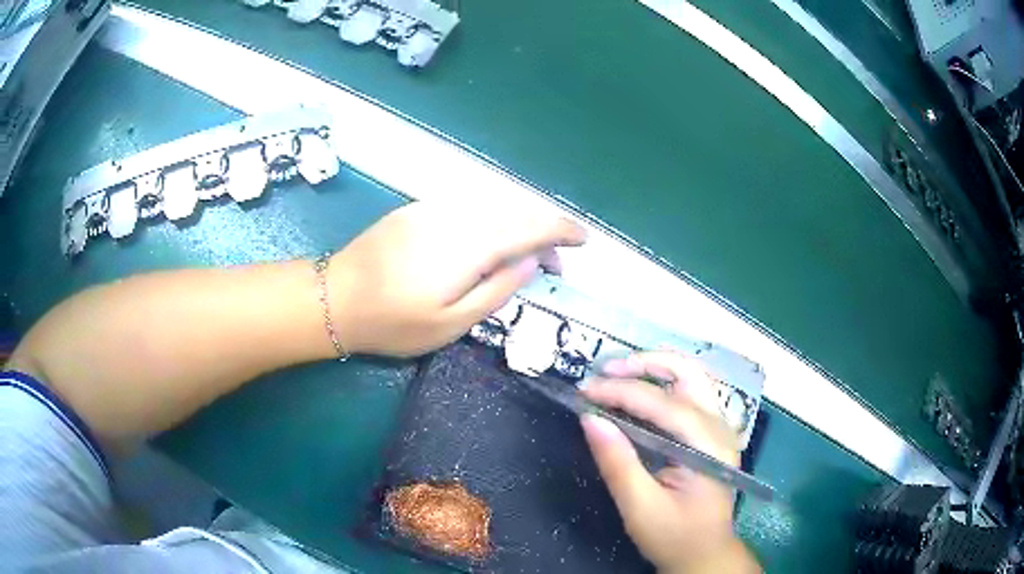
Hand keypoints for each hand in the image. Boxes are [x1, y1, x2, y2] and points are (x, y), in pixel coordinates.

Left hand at [328, 200, 586, 356]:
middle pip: (514, 212)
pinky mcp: (417, 210)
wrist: (335, 297)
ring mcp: (434, 208)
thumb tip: (531, 264)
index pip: (529, 227)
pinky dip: (492, 221)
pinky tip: (490, 244)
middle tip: (554, 264)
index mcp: (468, 246)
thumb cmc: (393, 322)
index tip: (583, 241)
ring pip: (493, 206)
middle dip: (543, 233)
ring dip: (518, 227)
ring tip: (525, 258)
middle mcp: (456, 216)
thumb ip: (497, 291)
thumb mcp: (451, 324)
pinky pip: (469, 207)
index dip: (561, 231)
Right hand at [581, 352, 760, 573]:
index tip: (583, 391)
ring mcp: (720, 428)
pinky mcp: (711, 434)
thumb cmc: (674, 536)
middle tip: (605, 371)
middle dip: (645, 364)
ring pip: (692, 377)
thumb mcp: (640, 507)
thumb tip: (590, 418)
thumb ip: (617, 462)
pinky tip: (639, 391)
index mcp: (707, 446)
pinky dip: (663, 383)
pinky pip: (690, 394)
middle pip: (688, 373)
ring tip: (619, 373)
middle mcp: (720, 427)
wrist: (705, 553)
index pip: (662, 404)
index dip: (620, 392)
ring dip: (656, 368)